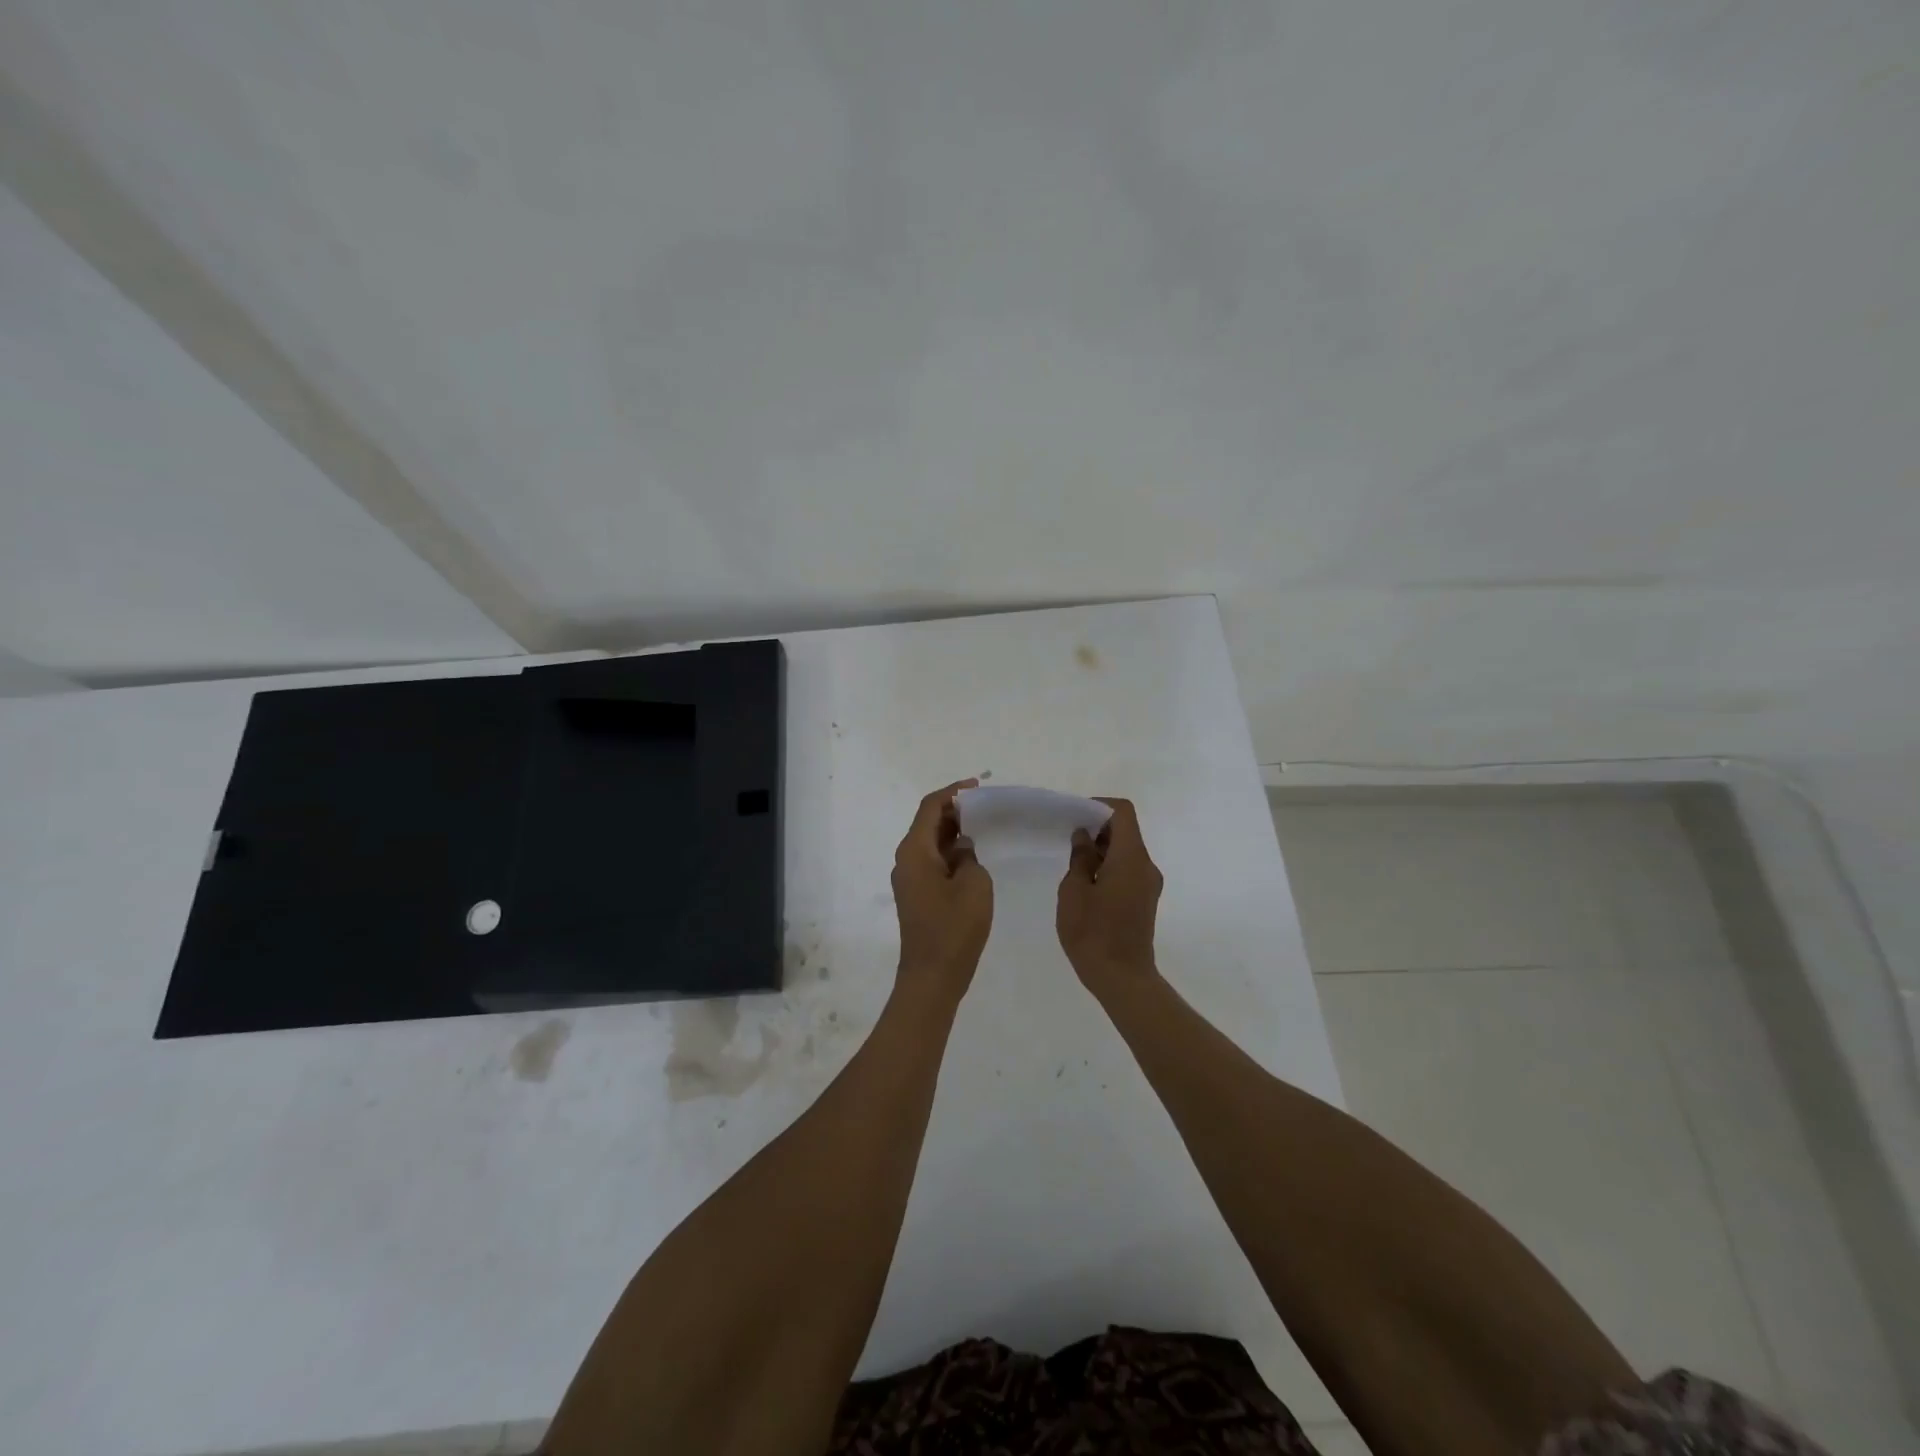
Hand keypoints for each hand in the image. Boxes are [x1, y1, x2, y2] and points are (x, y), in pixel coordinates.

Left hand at [891, 779, 992, 1002]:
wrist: (932, 976)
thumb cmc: (954, 928)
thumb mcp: (974, 885)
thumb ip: (970, 857)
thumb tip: (963, 849)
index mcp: (914, 851)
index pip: (930, 807)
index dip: (953, 792)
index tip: (977, 787)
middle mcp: (906, 860)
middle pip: (927, 823)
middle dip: (954, 811)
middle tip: (985, 808)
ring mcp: (909, 879)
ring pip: (930, 844)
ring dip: (954, 833)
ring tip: (984, 828)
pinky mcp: (916, 895)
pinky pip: (932, 862)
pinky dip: (951, 853)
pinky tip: (974, 858)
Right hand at [1056, 797, 1163, 995]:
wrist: (1122, 979)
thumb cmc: (1093, 933)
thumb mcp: (1074, 892)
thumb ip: (1080, 859)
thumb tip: (1085, 837)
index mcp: (1131, 858)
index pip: (1123, 813)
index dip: (1098, 806)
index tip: (1075, 816)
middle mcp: (1146, 865)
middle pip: (1126, 831)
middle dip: (1098, 828)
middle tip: (1068, 837)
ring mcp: (1149, 884)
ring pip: (1127, 851)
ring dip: (1102, 849)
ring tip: (1073, 862)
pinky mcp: (1145, 900)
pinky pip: (1128, 869)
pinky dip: (1109, 865)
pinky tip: (1086, 883)